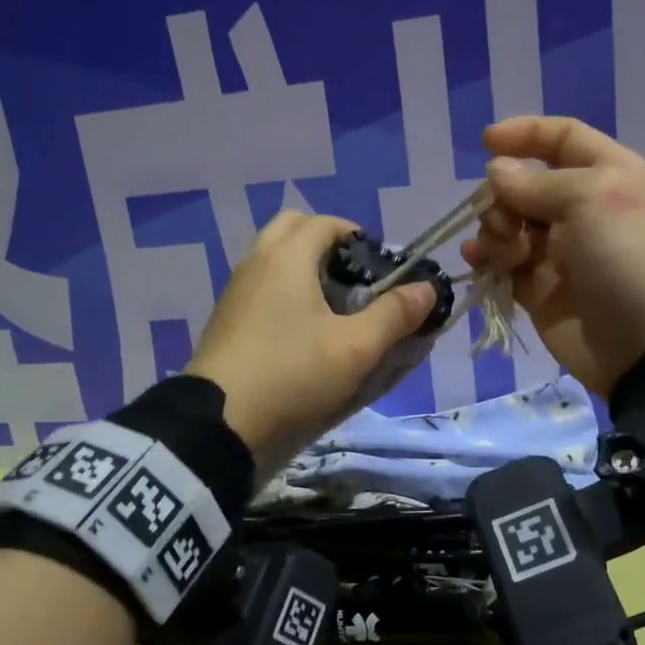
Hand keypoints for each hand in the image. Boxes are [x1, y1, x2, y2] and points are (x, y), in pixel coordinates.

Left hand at [187, 212, 435, 463]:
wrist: (218, 422)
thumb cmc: (293, 374)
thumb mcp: (356, 349)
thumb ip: (395, 314)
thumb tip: (426, 288)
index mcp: (287, 257)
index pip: (327, 223)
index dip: (359, 238)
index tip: (380, 271)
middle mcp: (257, 262)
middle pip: (294, 230)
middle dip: (327, 245)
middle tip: (352, 282)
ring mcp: (235, 290)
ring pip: (273, 258)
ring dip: (304, 270)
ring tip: (331, 312)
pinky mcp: (225, 319)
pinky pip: (260, 286)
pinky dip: (283, 293)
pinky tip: (300, 333)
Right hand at [462, 116, 644, 395]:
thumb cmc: (631, 256)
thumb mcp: (592, 199)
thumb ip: (536, 183)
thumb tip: (498, 171)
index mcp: (608, 176)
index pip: (563, 139)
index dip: (526, 135)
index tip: (485, 142)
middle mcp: (582, 210)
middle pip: (525, 185)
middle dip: (504, 195)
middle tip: (508, 221)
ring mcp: (559, 253)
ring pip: (508, 225)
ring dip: (495, 230)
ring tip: (506, 252)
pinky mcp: (540, 291)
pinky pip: (502, 265)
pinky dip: (486, 260)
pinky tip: (476, 262)